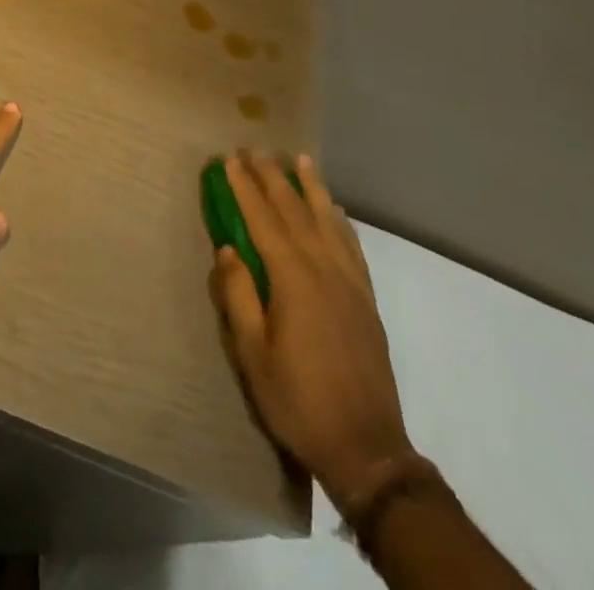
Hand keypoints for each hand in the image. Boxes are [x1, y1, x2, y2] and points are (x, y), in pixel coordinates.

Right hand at [210, 150, 412, 512]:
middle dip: (272, 176)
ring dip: (310, 186)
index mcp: (292, 277)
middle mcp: (323, 267)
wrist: (366, 446)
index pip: (262, 218)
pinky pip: (351, 244)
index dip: (244, 187)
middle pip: (294, 209)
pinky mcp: (366, 297)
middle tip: (254, 148)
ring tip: (299, 159)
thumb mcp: (253, 355)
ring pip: (327, 219)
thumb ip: (239, 297)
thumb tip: (227, 250)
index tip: (229, 159)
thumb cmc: (298, 400)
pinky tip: (335, 209)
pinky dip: (339, 219)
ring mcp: (349, 280)